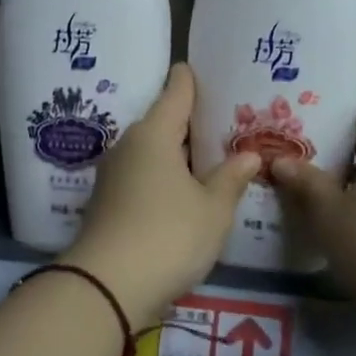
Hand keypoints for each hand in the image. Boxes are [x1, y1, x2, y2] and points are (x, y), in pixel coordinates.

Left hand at [62, 65, 260, 323]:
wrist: (106, 287)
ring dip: (178, 154)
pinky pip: (143, 176)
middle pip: (163, 122)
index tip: (202, 68)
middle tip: (226, 122)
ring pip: (152, 152)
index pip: (175, 92)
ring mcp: (113, 175)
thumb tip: (249, 155)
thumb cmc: (168, 235)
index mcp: (154, 134)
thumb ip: (231, 178)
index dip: (190, 79)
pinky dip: (164, 177)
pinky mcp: (107, 202)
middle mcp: (129, 146)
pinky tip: (185, 192)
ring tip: (211, 157)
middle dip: (191, 122)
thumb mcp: (212, 210)